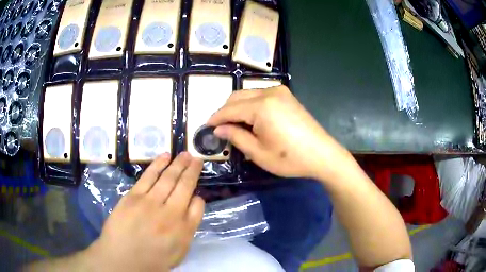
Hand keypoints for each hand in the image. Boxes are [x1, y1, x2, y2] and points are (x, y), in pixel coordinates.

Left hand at [86, 152, 204, 270]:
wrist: (122, 259)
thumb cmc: (152, 260)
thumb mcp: (179, 253)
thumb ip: (189, 229)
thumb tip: (193, 204)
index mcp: (184, 230)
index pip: (198, 206)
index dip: (198, 196)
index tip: (196, 192)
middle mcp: (171, 213)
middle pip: (185, 186)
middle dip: (192, 170)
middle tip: (196, 158)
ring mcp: (151, 202)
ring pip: (168, 177)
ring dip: (178, 163)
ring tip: (185, 154)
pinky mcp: (134, 196)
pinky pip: (149, 176)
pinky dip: (158, 164)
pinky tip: (165, 156)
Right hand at [207, 86, 351, 180]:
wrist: (322, 154)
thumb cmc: (290, 158)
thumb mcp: (258, 153)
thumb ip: (236, 136)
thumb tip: (219, 128)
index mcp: (261, 106)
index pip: (229, 109)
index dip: (215, 118)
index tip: (205, 127)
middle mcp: (269, 92)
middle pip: (237, 97)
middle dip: (225, 111)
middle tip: (220, 128)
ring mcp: (280, 92)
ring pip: (248, 94)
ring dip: (237, 107)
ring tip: (234, 125)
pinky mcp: (287, 95)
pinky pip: (260, 95)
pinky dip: (250, 105)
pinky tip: (251, 119)